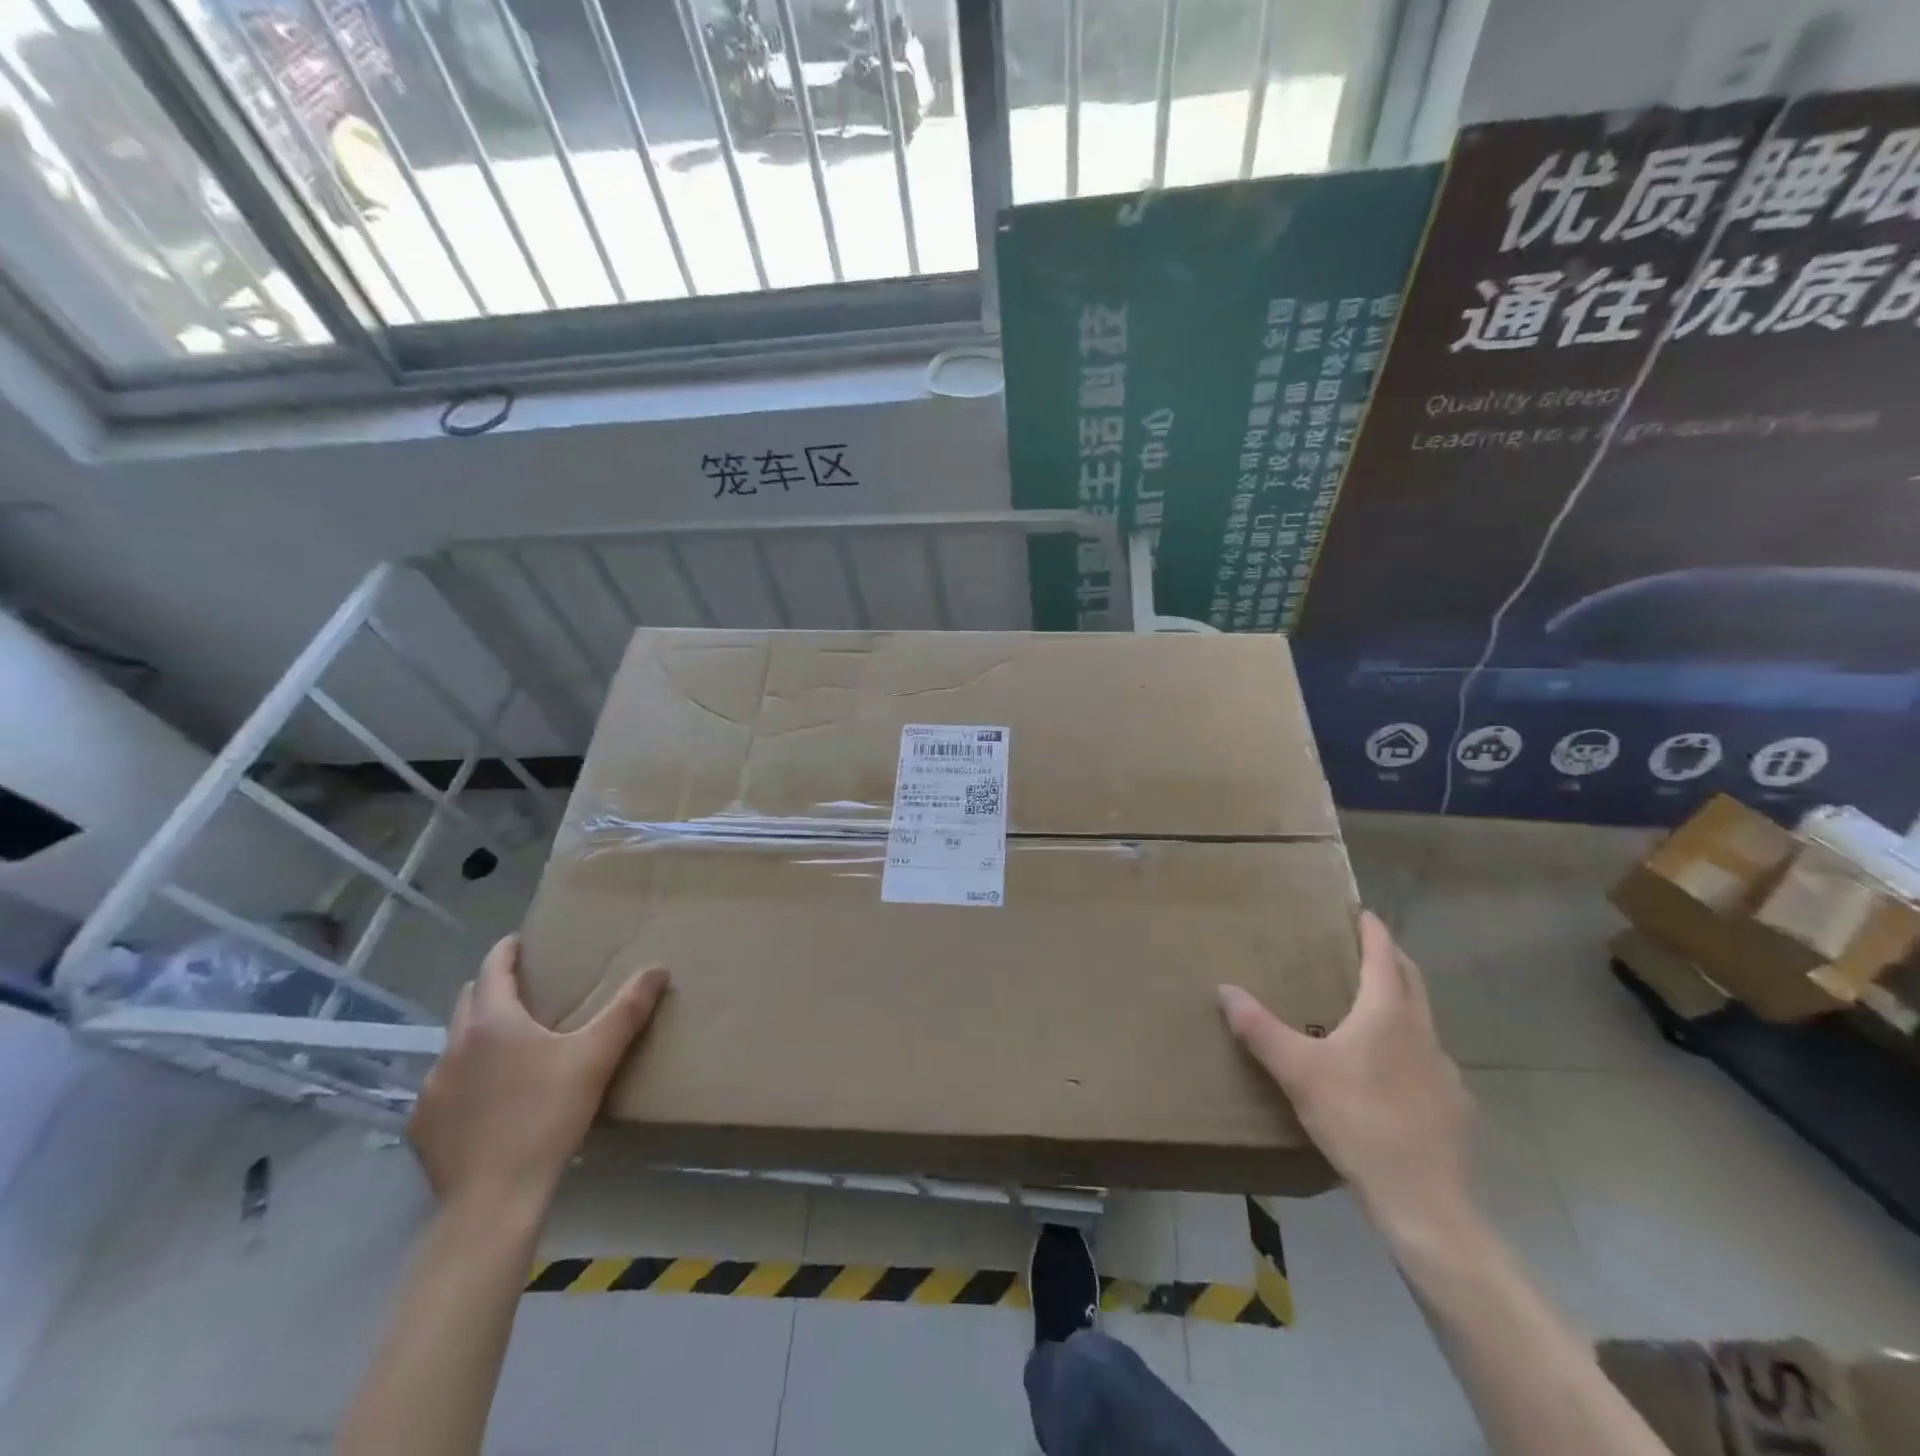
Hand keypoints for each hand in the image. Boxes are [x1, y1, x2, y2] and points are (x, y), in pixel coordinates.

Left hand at [408, 935, 668, 1213]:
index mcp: (492, 1021)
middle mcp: (453, 1046)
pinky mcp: (421, 1126)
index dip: (507, 951)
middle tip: (526, 991)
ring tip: (510, 1049)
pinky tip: (488, 1102)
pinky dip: (465, 1081)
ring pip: (455, 1045)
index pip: (494, 968)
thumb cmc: (548, 1115)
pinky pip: (444, 1087)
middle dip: (494, 989)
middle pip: (469, 1000)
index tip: (521, 942)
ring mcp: (431, 1088)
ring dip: (478, 1037)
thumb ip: (628, 1009)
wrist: (494, 1199)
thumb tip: (658, 969)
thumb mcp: (596, 1057)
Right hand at [1219, 911, 1473, 1235]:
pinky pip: (1429, 1061)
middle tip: (1366, 949)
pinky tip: (1390, 1074)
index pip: (1384, 957)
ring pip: (1422, 1022)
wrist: (1423, 1201)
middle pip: (1412, 981)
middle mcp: (1422, 1032)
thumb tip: (1225, 990)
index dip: (1374, 932)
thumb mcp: (1297, 1071)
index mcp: (1388, 1014)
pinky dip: (1409, 1048)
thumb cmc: (1358, 1120)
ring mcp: (1445, 1071)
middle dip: (1391, 959)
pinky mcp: (1454, 1107)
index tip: (1363, 913)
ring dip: (1401, 1004)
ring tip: (1371, 1010)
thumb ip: (1259, 1029)